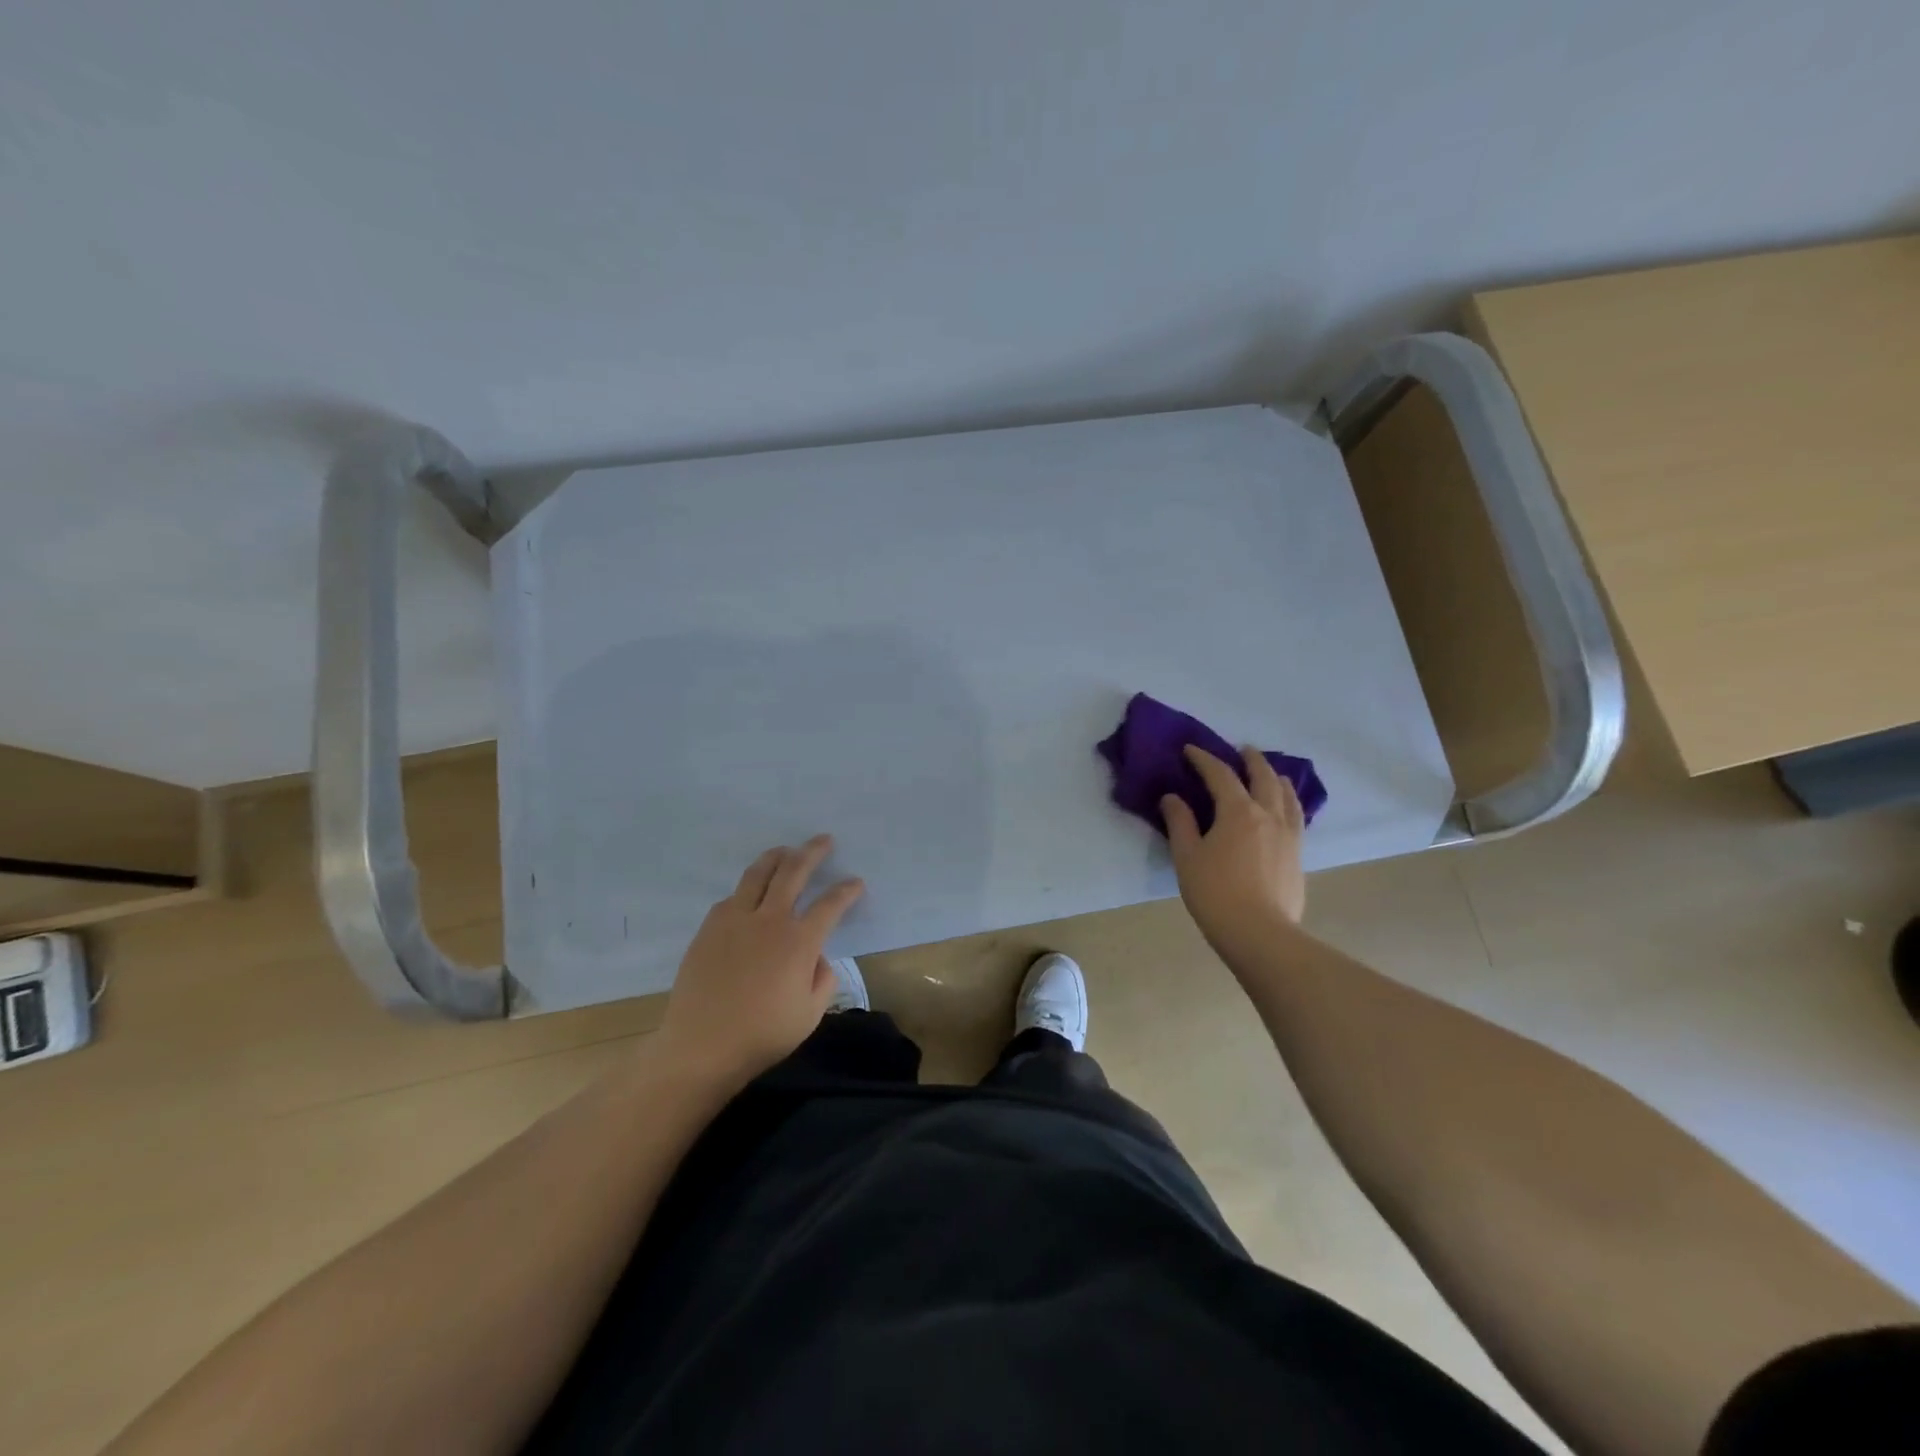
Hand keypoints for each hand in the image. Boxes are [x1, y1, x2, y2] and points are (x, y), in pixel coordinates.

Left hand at [657, 835, 864, 1088]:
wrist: (701, 1046)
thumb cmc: (762, 1035)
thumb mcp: (810, 1014)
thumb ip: (823, 979)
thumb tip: (817, 957)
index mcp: (799, 942)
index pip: (831, 904)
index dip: (847, 890)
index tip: (856, 882)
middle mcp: (769, 920)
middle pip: (794, 871)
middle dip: (813, 852)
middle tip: (824, 840)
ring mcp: (735, 920)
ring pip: (758, 874)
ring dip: (776, 857)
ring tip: (785, 850)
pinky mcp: (710, 928)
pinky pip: (732, 897)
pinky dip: (747, 889)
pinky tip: (750, 894)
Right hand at [1161, 745, 1306, 958]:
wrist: (1259, 933)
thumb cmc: (1215, 892)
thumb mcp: (1187, 856)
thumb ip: (1180, 822)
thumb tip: (1172, 797)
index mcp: (1238, 811)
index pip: (1220, 775)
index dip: (1204, 759)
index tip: (1190, 750)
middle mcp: (1268, 815)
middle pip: (1263, 777)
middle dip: (1251, 760)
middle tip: (1242, 750)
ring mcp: (1289, 835)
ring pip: (1287, 795)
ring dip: (1276, 778)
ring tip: (1271, 773)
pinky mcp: (1298, 855)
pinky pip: (1297, 816)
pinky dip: (1290, 802)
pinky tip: (1286, 809)